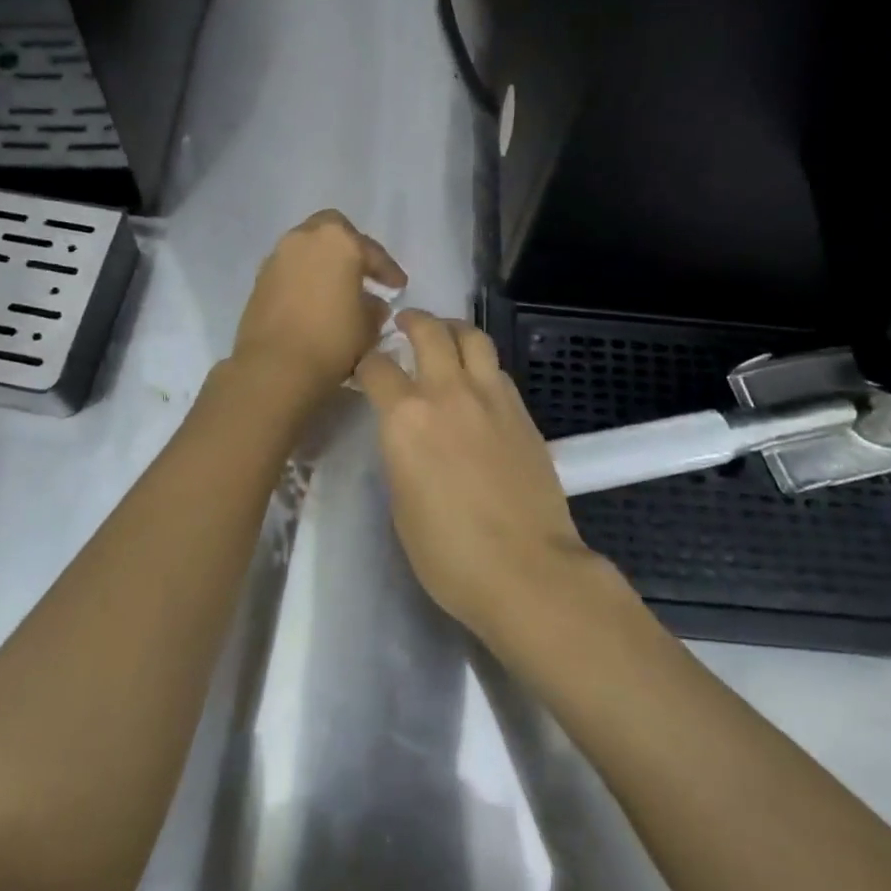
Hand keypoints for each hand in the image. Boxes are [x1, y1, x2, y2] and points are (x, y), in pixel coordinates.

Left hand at [231, 210, 406, 408]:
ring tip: (338, 289)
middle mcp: (305, 238)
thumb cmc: (331, 340)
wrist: (274, 367)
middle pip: (333, 231)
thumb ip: (374, 308)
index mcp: (338, 241)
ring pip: (308, 248)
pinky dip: (304, 278)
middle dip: (351, 249)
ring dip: (324, 263)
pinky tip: (314, 301)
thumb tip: (372, 304)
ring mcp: (277, 257)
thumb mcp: (368, 327)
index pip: (372, 252)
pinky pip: (290, 270)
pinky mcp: (259, 279)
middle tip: (364, 274)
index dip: (389, 271)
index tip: (399, 287)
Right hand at [355, 310, 605, 636]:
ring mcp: (491, 398)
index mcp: (406, 418)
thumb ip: (400, 454)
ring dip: (453, 329)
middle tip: (405, 324)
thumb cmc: (448, 553)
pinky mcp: (523, 412)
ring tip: (445, 336)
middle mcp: (448, 393)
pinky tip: (476, 381)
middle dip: (412, 321)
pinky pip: (497, 370)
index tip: (364, 368)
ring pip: (473, 337)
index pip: (377, 368)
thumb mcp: (401, 504)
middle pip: (429, 332)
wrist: (526, 569)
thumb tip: (406, 436)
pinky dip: (481, 363)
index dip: (365, 364)